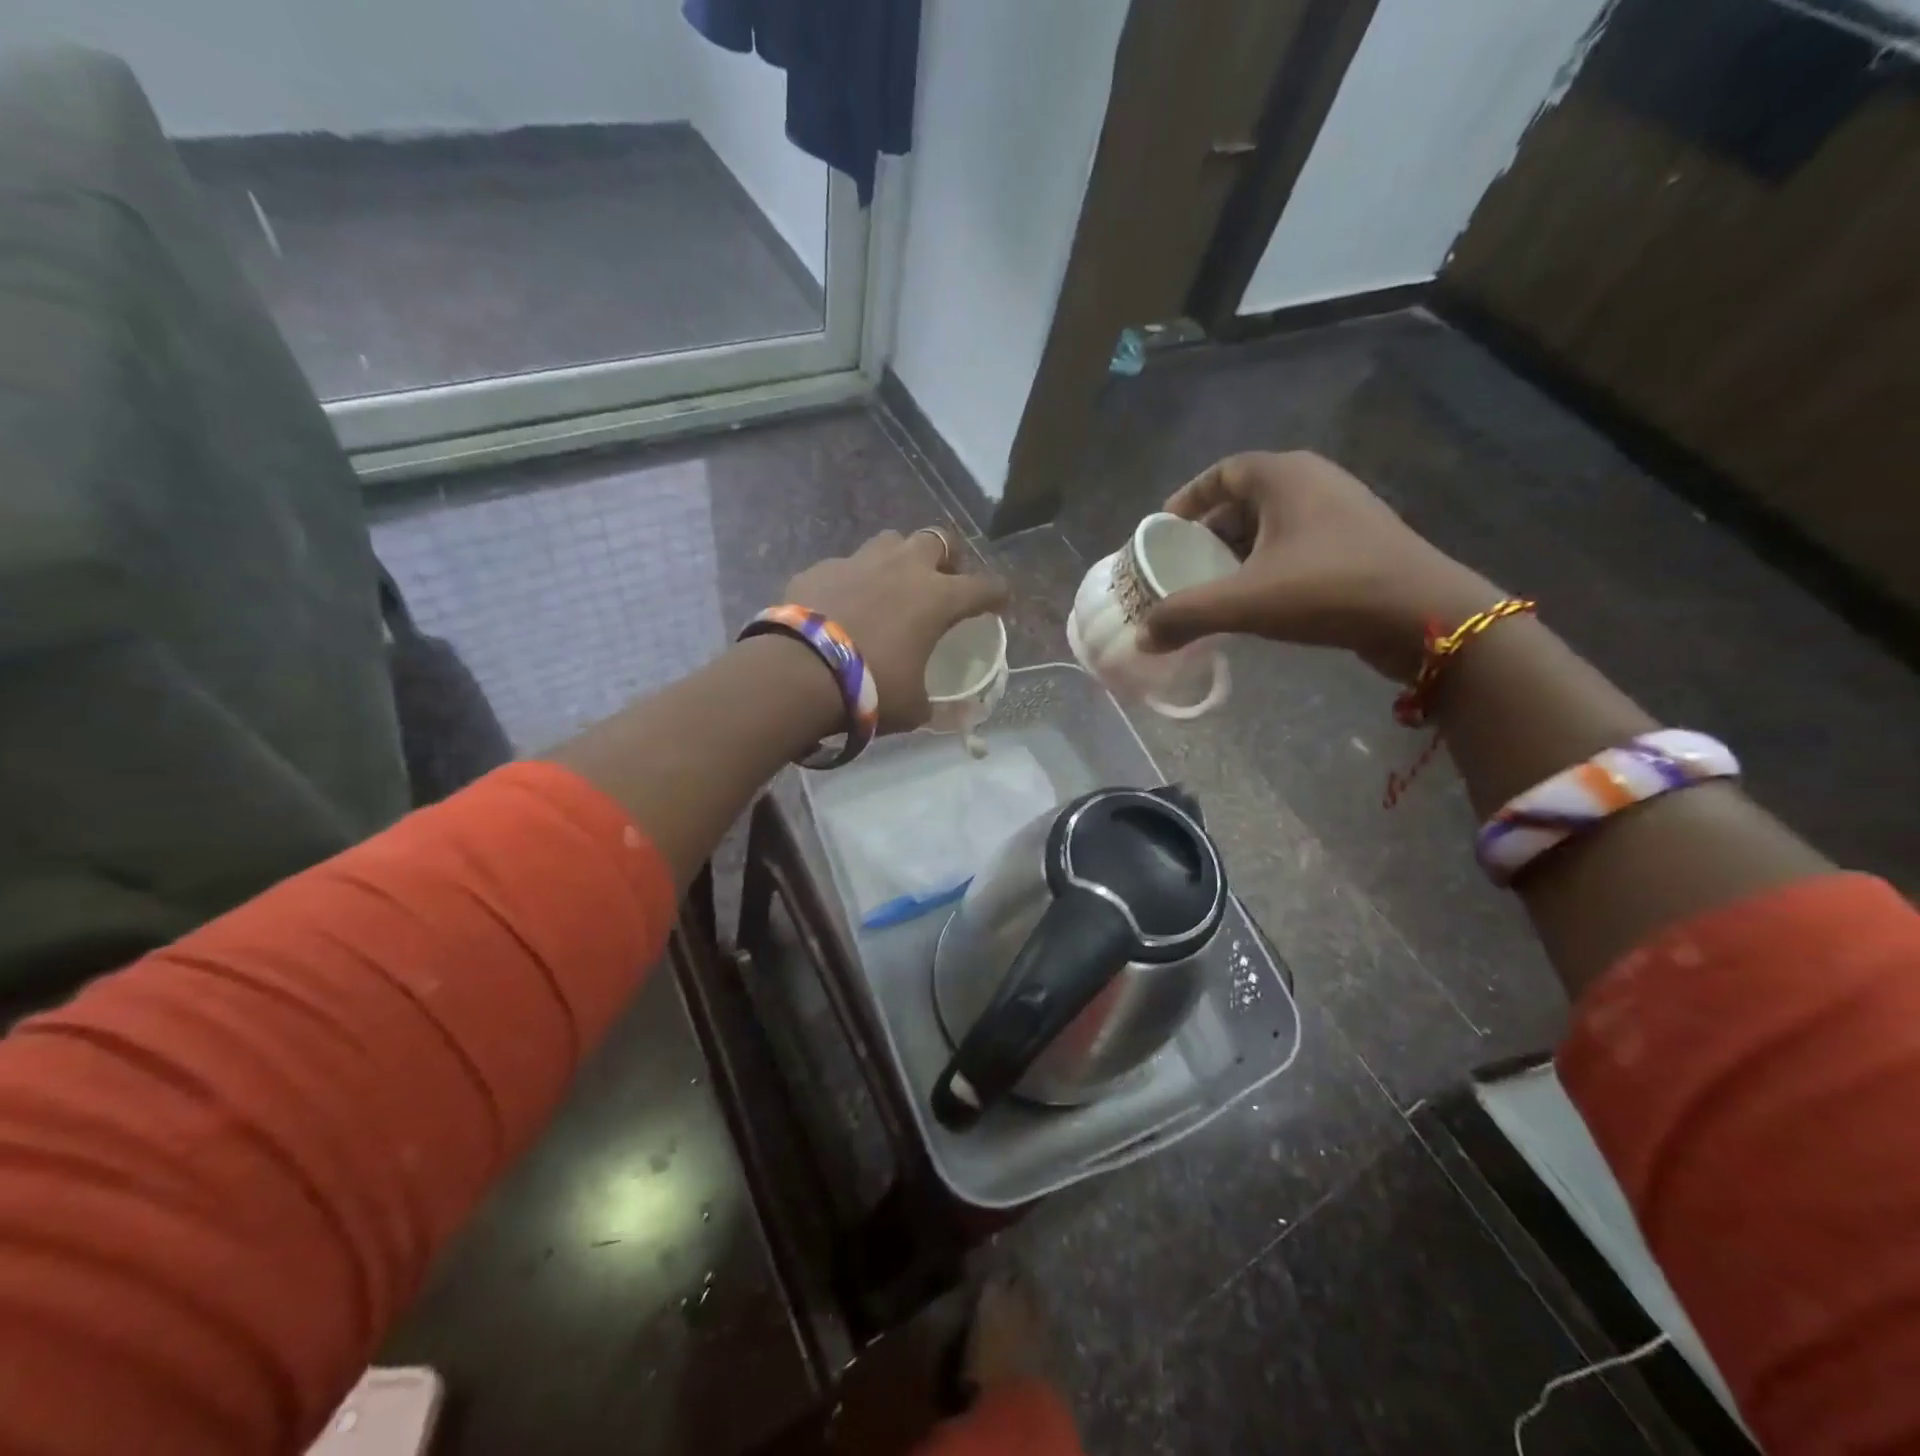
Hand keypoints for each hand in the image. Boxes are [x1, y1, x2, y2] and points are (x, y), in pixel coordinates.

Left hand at [784, 528, 1008, 732]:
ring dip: (899, 558)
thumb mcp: (913, 707)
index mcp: (937, 597)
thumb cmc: (871, 688)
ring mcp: (859, 562)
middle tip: (942, 581)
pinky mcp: (820, 568)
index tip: (999, 603)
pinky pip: (845, 565)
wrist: (799, 672)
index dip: (997, 594)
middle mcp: (903, 568)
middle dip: (946, 557)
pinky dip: (852, 581)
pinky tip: (843, 604)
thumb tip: (951, 714)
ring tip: (892, 584)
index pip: (984, 586)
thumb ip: (935, 704)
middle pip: (938, 539)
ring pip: (890, 541)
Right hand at [1142, 452, 1501, 681]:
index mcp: (1285, 476)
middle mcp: (1314, 482)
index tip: (1163, 529)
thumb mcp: (1244, 602)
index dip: (1188, 498)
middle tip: (1181, 565)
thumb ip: (1186, 615)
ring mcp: (1342, 513)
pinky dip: (1267, 566)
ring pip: (1272, 526)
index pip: (1223, 472)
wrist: (1425, 618)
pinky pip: (1296, 546)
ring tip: (1212, 586)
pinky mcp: (1358, 545)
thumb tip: (1143, 636)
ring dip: (1238, 553)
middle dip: (1208, 533)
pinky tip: (1256, 600)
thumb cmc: (1328, 590)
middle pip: (1245, 501)